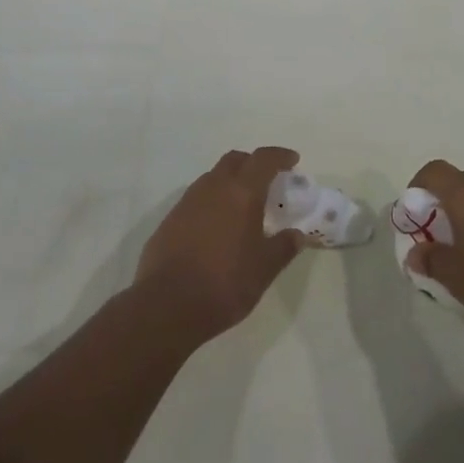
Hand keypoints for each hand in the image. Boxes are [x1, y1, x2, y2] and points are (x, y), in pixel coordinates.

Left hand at [134, 147, 305, 341]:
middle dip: (253, 163)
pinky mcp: (169, 220)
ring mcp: (187, 202)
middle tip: (266, 180)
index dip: (280, 156)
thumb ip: (283, 247)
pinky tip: (215, 228)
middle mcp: (213, 187)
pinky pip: (196, 199)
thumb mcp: (264, 270)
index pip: (263, 159)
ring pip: (212, 177)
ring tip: (241, 206)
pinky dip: (211, 203)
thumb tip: (297, 234)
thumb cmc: (224, 284)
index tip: (292, 160)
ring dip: (229, 182)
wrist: (166, 306)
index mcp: (242, 192)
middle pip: (235, 160)